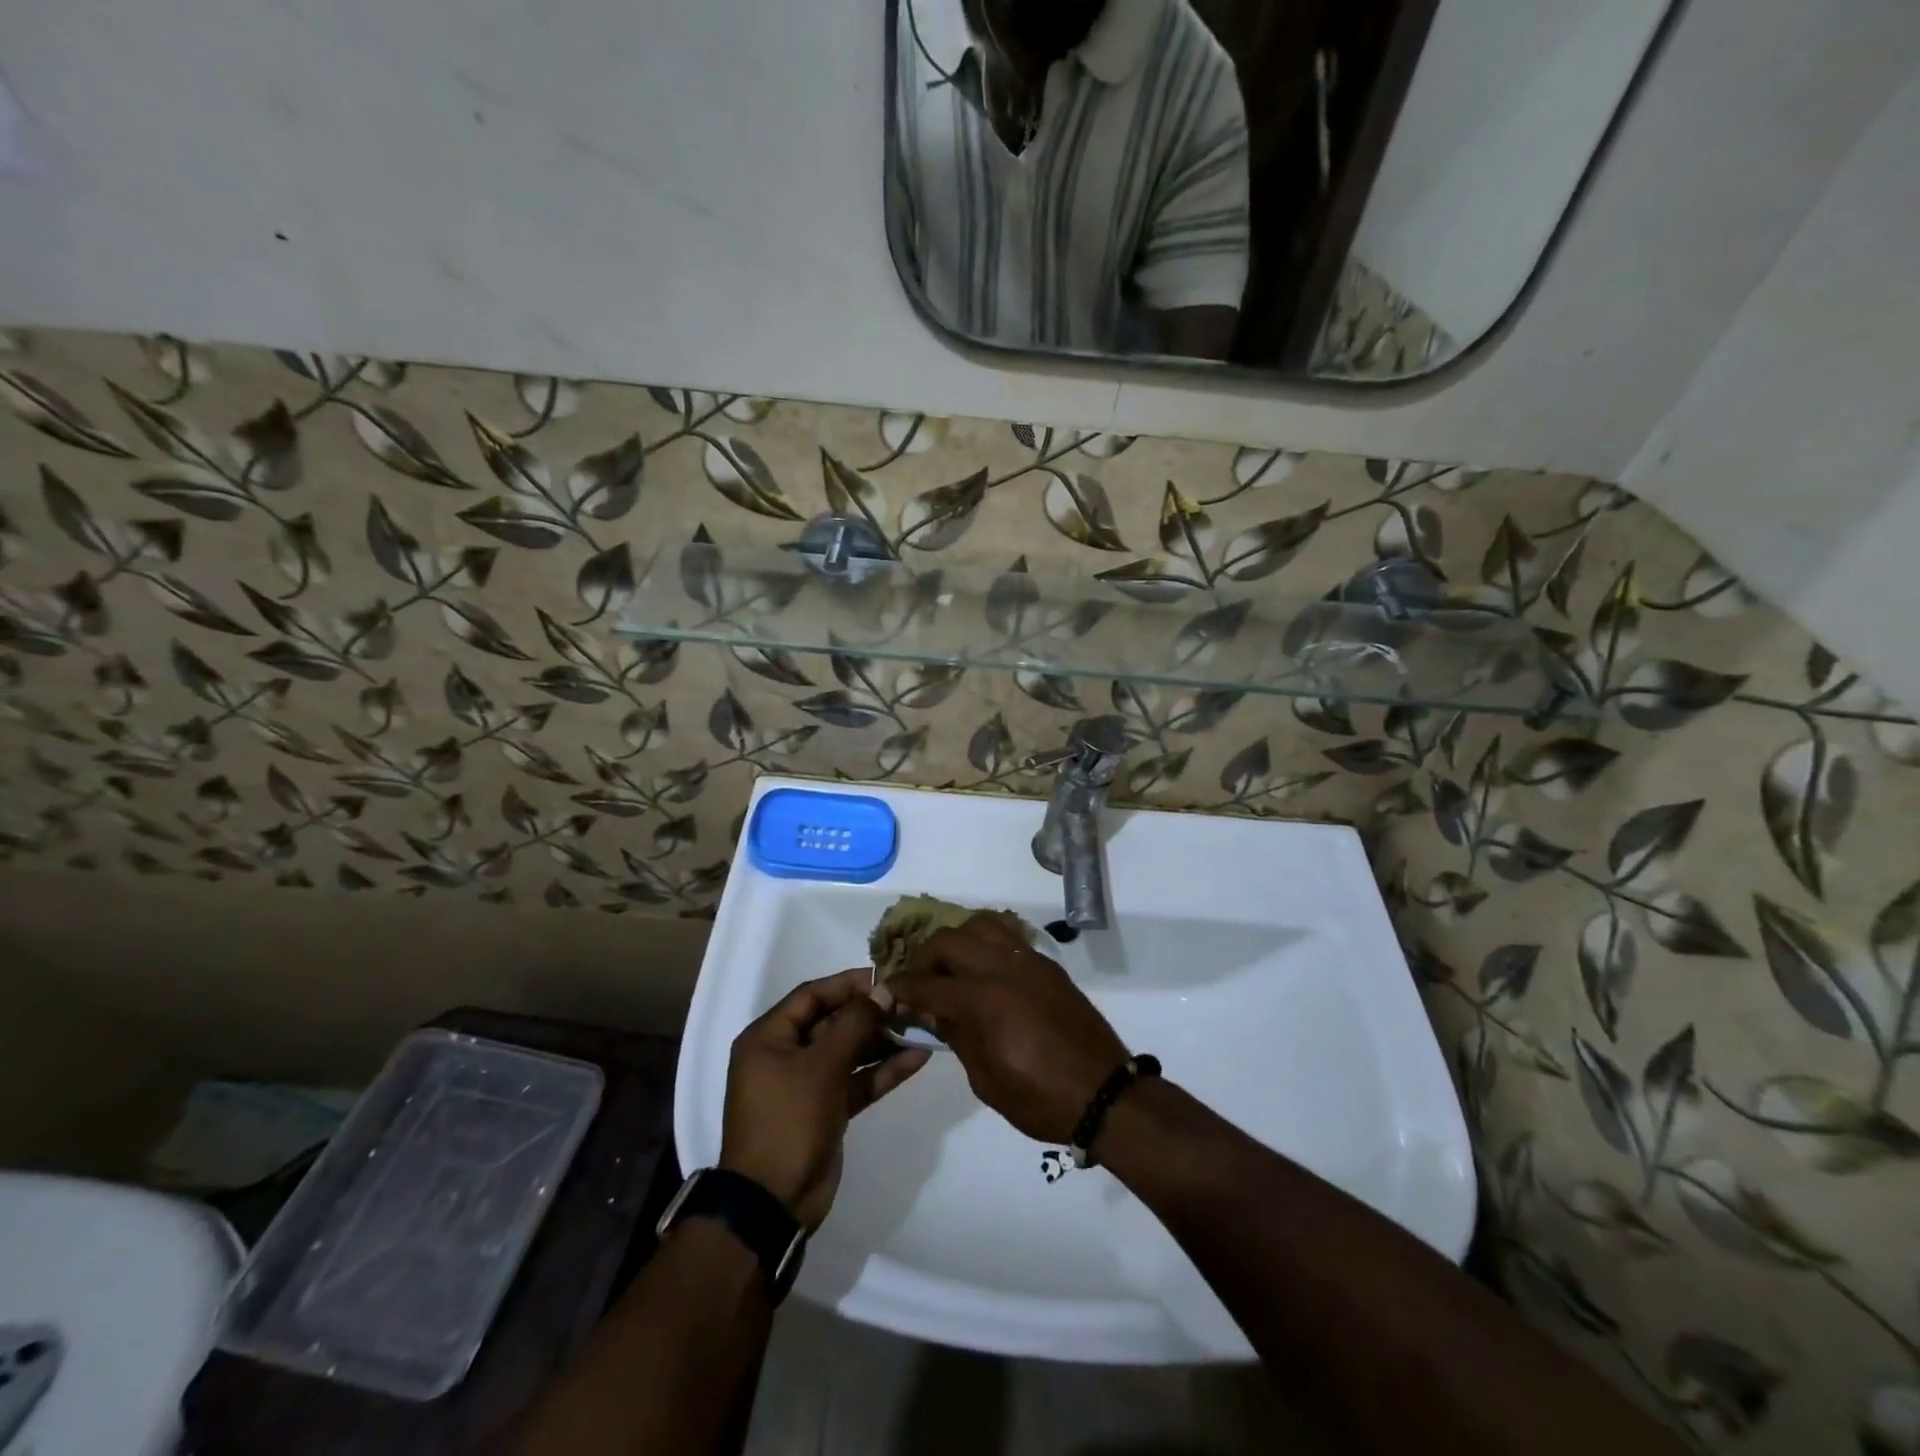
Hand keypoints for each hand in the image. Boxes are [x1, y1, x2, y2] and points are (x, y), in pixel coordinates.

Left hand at [720, 968, 928, 1231]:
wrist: (773, 1202)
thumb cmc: (789, 1120)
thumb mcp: (822, 1065)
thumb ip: (855, 1024)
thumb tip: (882, 991)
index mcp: (769, 1037)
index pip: (811, 995)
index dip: (847, 983)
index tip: (883, 976)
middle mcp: (785, 1055)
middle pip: (832, 1022)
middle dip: (870, 1013)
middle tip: (908, 1002)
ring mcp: (807, 1084)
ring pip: (849, 1051)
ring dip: (882, 1041)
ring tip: (920, 1025)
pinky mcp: (826, 1109)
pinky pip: (856, 1080)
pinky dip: (882, 1070)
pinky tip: (917, 1058)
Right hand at [882, 915, 1127, 1142]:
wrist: (1103, 1092)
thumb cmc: (1039, 1098)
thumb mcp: (986, 1079)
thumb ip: (956, 1036)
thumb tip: (932, 1011)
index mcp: (981, 1001)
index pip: (926, 985)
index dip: (901, 989)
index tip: (888, 993)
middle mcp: (1001, 968)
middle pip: (948, 941)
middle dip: (925, 958)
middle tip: (921, 983)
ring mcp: (1027, 961)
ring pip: (979, 926)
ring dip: (958, 942)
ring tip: (953, 968)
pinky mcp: (1046, 964)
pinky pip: (1008, 936)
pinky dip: (987, 942)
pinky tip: (984, 969)